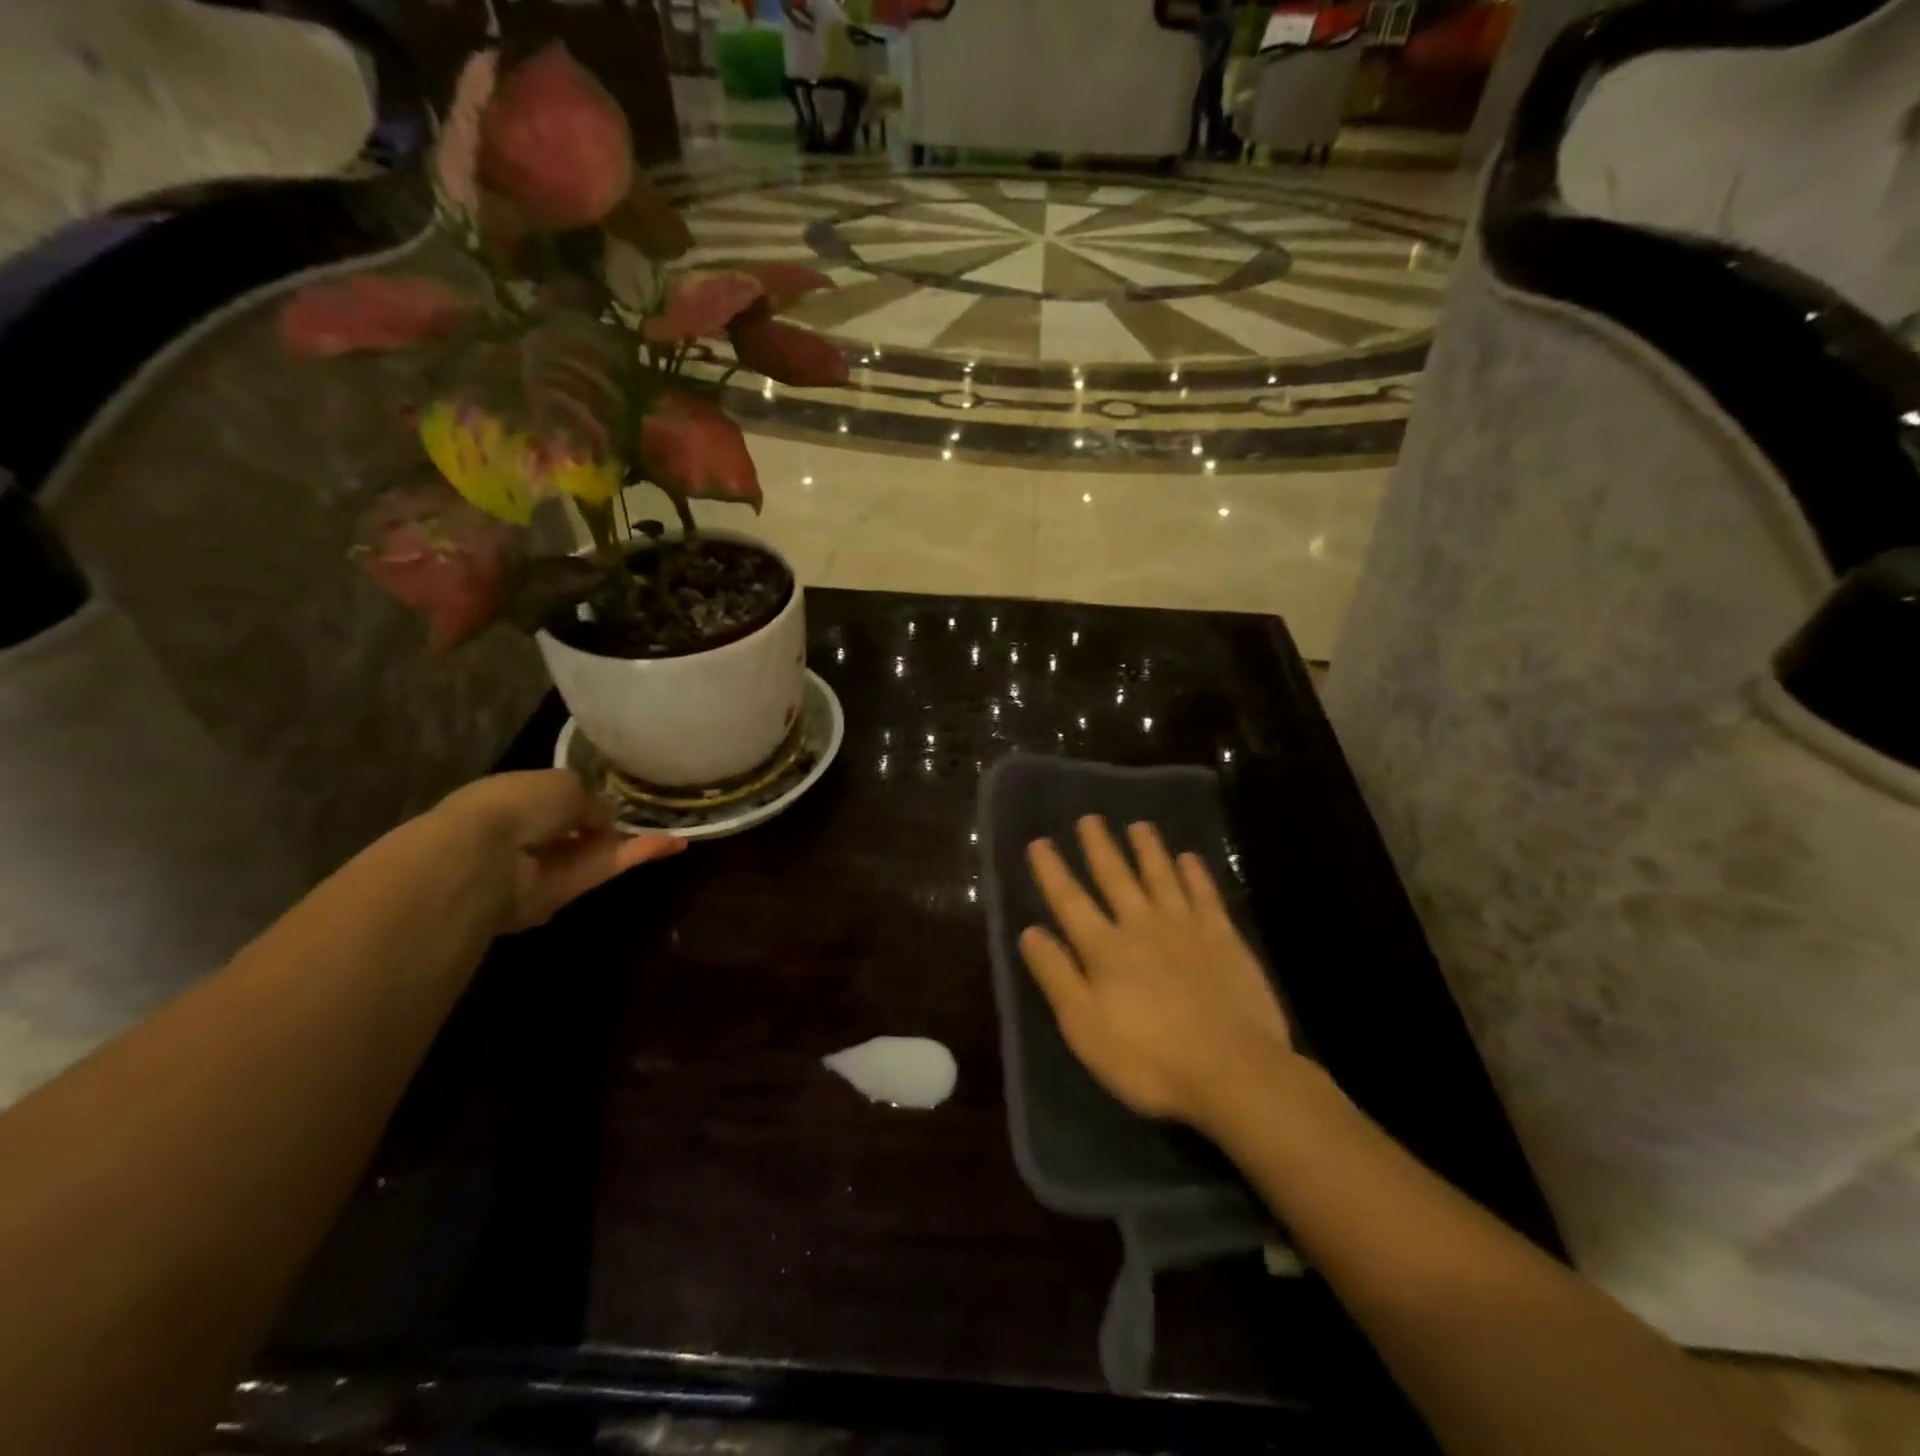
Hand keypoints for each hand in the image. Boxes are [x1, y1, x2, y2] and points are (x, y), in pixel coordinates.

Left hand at [438, 770, 683, 931]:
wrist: (485, 859)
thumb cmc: (517, 805)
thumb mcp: (563, 784)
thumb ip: (591, 800)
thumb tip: (606, 817)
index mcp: (518, 798)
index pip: (559, 799)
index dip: (588, 799)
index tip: (618, 797)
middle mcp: (531, 833)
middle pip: (580, 829)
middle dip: (610, 824)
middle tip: (650, 816)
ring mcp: (548, 866)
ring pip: (597, 851)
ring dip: (634, 841)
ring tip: (676, 832)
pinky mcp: (566, 892)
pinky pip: (605, 868)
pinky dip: (638, 855)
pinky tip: (673, 844)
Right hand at [1020, 816, 1295, 1134]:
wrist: (1233, 1071)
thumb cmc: (1149, 1059)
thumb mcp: (1084, 1027)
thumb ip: (1057, 975)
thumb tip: (1030, 931)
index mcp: (1105, 949)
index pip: (1070, 901)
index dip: (1053, 871)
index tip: (1040, 842)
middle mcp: (1142, 926)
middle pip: (1116, 878)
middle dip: (1100, 847)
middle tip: (1090, 818)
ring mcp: (1186, 928)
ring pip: (1162, 877)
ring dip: (1148, 850)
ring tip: (1139, 825)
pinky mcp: (1224, 939)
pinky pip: (1206, 895)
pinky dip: (1196, 874)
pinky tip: (1189, 858)